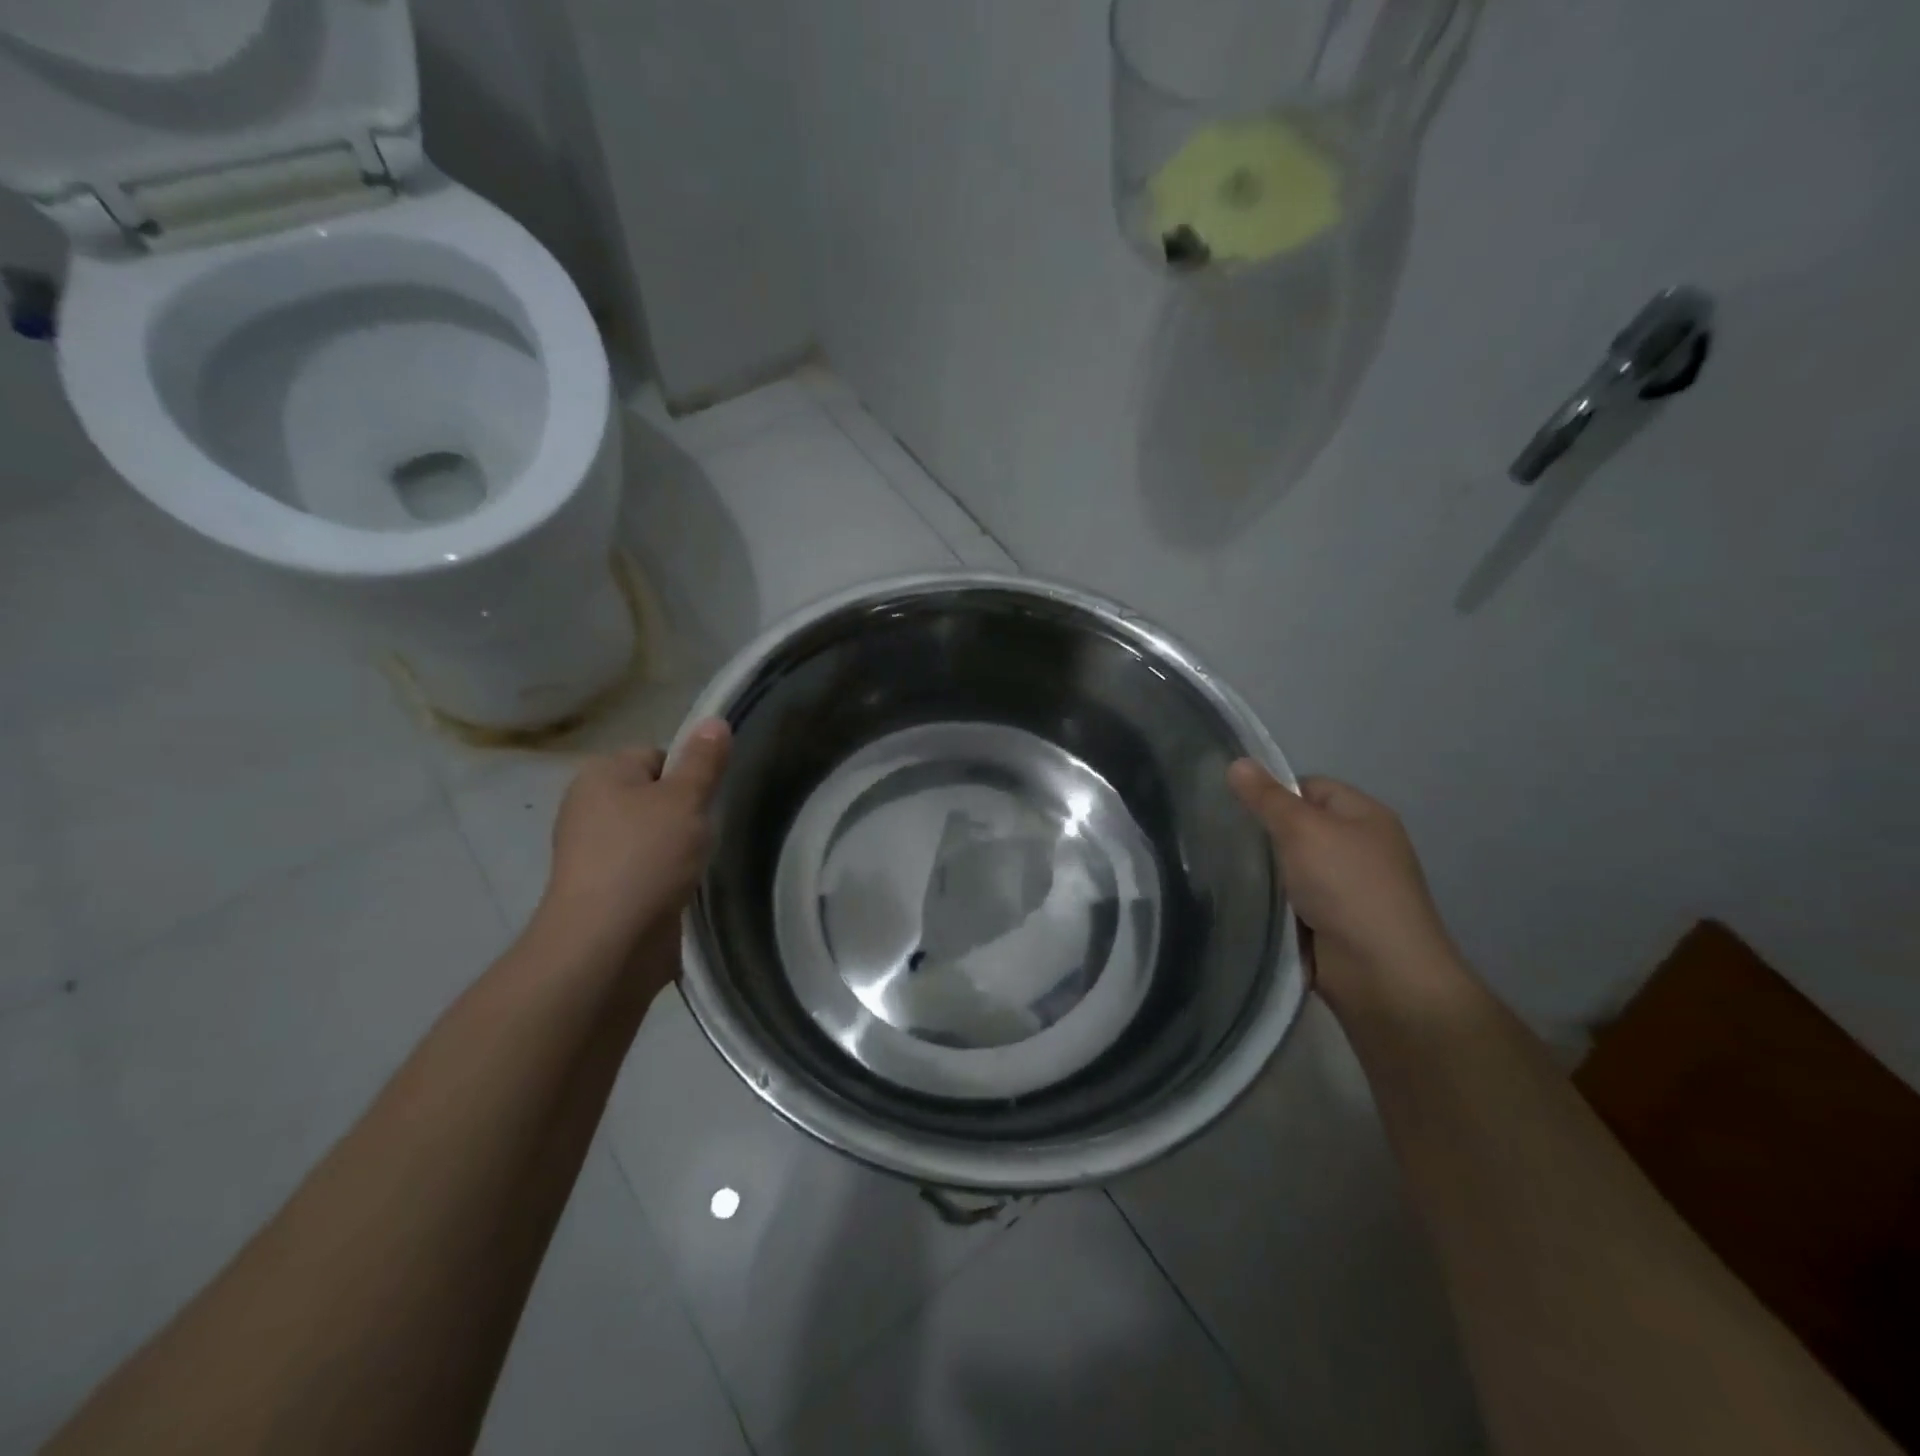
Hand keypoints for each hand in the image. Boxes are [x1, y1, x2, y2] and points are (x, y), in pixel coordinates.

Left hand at [536, 720, 730, 968]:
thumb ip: (703, 761)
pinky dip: (666, 876)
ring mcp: (594, 852)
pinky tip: (682, 888)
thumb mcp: (685, 799)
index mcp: (601, 775)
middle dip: (685, 813)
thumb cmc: (646, 857)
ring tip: (697, 863)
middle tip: (707, 832)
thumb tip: (714, 720)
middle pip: (655, 795)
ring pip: (653, 835)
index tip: (706, 801)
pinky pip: (646, 868)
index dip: (688, 774)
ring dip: (679, 847)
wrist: (607, 943)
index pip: (657, 755)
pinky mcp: (605, 890)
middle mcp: (590, 807)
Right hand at [1227, 762, 1459, 1007]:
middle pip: (1298, 828)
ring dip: (1265, 873)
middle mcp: (1359, 848)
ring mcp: (1347, 889)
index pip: (1309, 787)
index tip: (1235, 808)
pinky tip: (1243, 903)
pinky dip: (1272, 903)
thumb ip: (1266, 798)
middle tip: (1221, 838)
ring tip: (1223, 870)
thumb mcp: (1302, 830)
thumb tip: (1237, 761)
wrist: (1381, 974)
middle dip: (1263, 834)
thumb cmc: (1347, 887)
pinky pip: (1292, 901)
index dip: (1273, 793)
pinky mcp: (1331, 924)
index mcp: (1364, 816)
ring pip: (1291, 867)